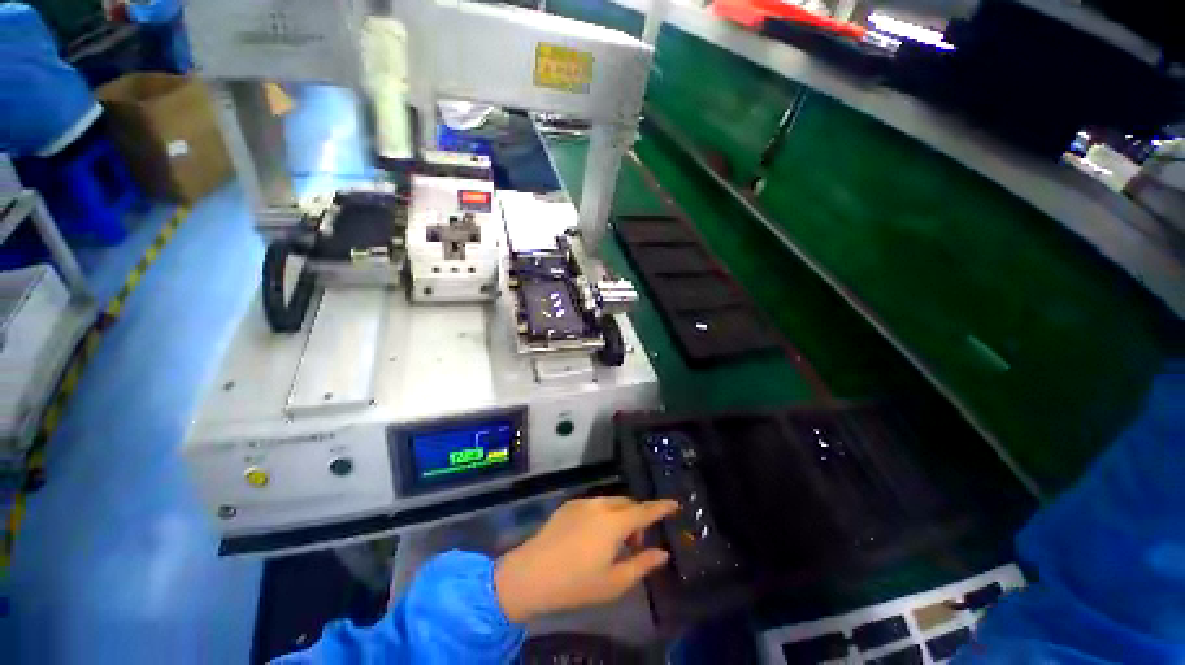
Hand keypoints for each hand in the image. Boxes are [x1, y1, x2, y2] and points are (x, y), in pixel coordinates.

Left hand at [494, 496, 679, 622]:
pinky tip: (593, 536)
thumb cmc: (576, 583)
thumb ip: (642, 564)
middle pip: (628, 504)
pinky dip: (604, 514)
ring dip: (620, 515)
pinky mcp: (569, 505)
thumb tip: (662, 552)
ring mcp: (583, 502)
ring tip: (614, 541)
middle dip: (638, 517)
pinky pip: (595, 504)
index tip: (674, 503)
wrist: (531, 574)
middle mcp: (600, 505)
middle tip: (636, 542)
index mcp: (615, 522)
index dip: (661, 507)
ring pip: (611, 502)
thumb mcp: (615, 582)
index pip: (645, 510)